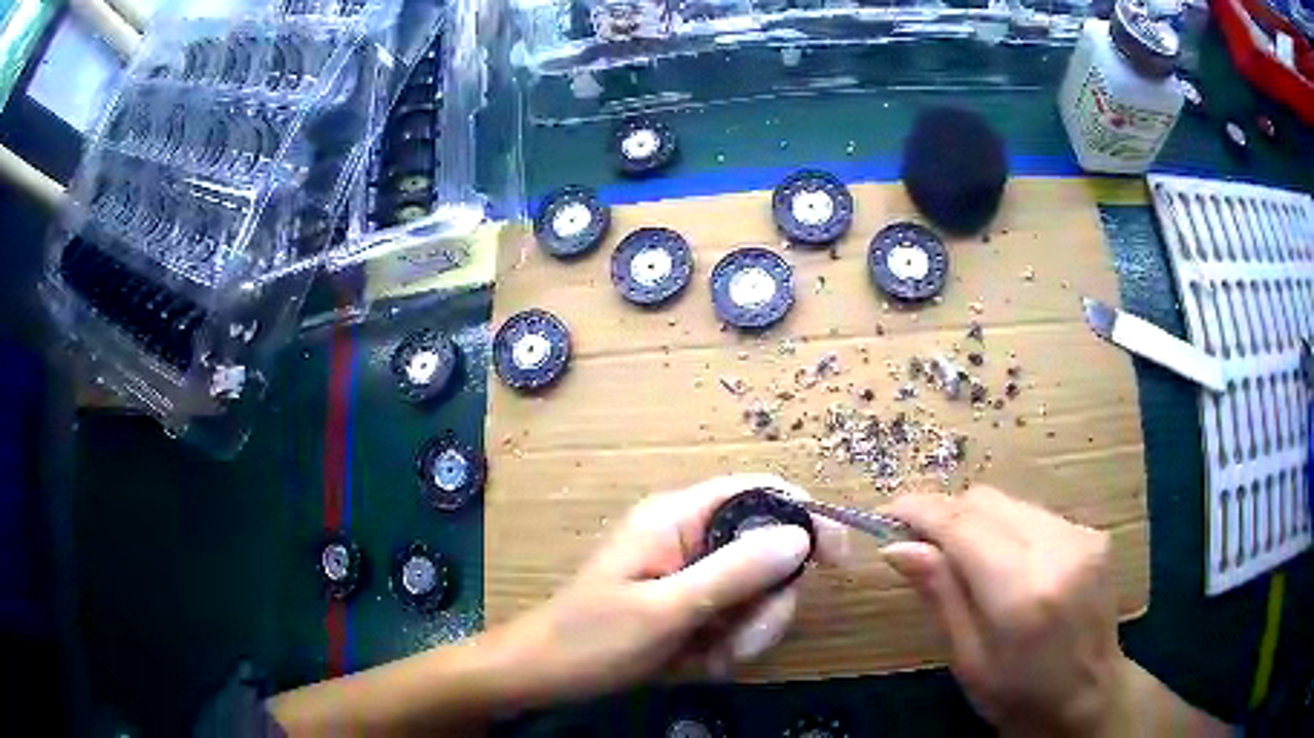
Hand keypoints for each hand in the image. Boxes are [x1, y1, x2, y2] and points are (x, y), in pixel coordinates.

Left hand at [491, 474, 845, 705]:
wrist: (545, 676)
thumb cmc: (592, 639)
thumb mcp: (665, 609)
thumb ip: (734, 572)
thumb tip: (800, 536)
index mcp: (679, 517)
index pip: (760, 491)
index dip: (805, 517)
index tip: (836, 560)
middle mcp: (690, 537)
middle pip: (767, 552)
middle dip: (766, 604)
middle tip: (739, 640)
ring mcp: (691, 575)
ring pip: (756, 594)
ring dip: (746, 633)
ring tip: (710, 659)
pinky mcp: (690, 606)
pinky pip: (735, 620)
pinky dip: (727, 647)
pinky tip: (696, 665)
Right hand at [880, 486, 1124, 736]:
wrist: (1089, 696)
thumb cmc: (1018, 695)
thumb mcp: (969, 659)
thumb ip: (940, 594)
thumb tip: (897, 546)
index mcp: (1022, 593)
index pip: (963, 526)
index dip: (921, 510)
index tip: (888, 512)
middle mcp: (1058, 550)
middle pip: (987, 502)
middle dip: (947, 513)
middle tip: (919, 541)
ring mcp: (1082, 536)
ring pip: (1011, 503)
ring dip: (977, 521)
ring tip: (960, 556)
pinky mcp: (1093, 534)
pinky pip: (1035, 515)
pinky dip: (1007, 529)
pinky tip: (1002, 563)